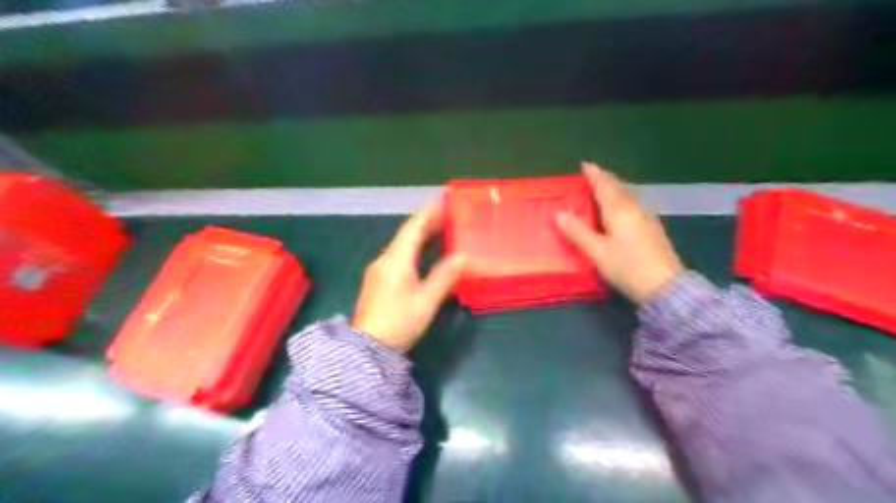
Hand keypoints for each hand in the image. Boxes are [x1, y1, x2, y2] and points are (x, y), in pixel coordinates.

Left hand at [352, 199, 465, 350]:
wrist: (367, 348)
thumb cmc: (398, 322)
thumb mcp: (426, 301)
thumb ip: (445, 277)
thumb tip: (463, 257)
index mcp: (396, 261)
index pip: (413, 229)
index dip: (428, 213)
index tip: (442, 200)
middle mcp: (384, 260)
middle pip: (406, 235)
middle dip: (425, 222)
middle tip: (446, 214)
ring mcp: (379, 271)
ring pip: (401, 246)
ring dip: (419, 235)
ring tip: (438, 229)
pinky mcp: (378, 282)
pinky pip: (398, 256)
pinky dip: (413, 249)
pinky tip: (422, 254)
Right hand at [558, 163, 683, 303]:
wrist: (665, 287)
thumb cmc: (627, 267)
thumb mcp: (597, 252)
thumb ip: (578, 233)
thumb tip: (559, 214)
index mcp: (619, 210)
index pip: (605, 186)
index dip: (594, 174)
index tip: (585, 165)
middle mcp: (635, 209)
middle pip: (619, 188)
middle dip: (605, 179)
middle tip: (593, 176)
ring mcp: (648, 218)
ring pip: (629, 196)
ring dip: (616, 189)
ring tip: (604, 190)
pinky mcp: (654, 230)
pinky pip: (635, 206)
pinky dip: (623, 201)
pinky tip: (622, 209)